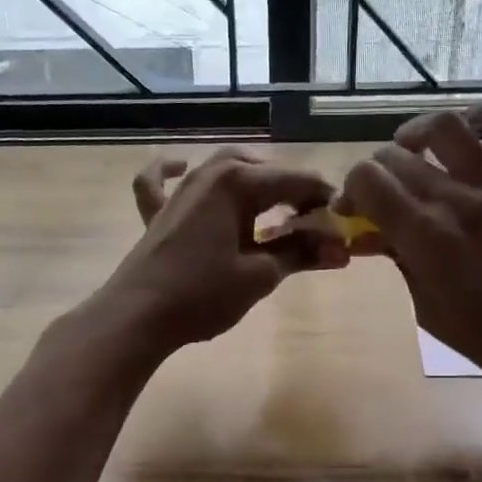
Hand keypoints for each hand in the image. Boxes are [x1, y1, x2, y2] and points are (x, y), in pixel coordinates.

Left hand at [100, 147, 344, 356]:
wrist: (138, 316)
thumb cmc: (203, 294)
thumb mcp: (259, 275)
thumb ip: (300, 254)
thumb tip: (339, 249)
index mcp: (237, 182)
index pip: (295, 181)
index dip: (323, 201)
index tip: (342, 225)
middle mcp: (209, 173)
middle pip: (263, 171)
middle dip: (293, 192)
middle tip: (313, 223)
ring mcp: (180, 190)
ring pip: (224, 169)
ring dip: (253, 181)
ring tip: (275, 207)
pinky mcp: (158, 211)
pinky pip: (162, 180)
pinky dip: (171, 170)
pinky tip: (181, 166)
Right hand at [340, 94, 481, 407]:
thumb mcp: (428, 311)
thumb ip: (399, 263)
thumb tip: (372, 234)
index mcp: (425, 238)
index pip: (367, 180)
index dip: (349, 190)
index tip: (352, 212)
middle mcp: (457, 201)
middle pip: (396, 156)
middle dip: (375, 172)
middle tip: (378, 196)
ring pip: (448, 127)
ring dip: (418, 133)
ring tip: (412, 151)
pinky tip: (476, 124)